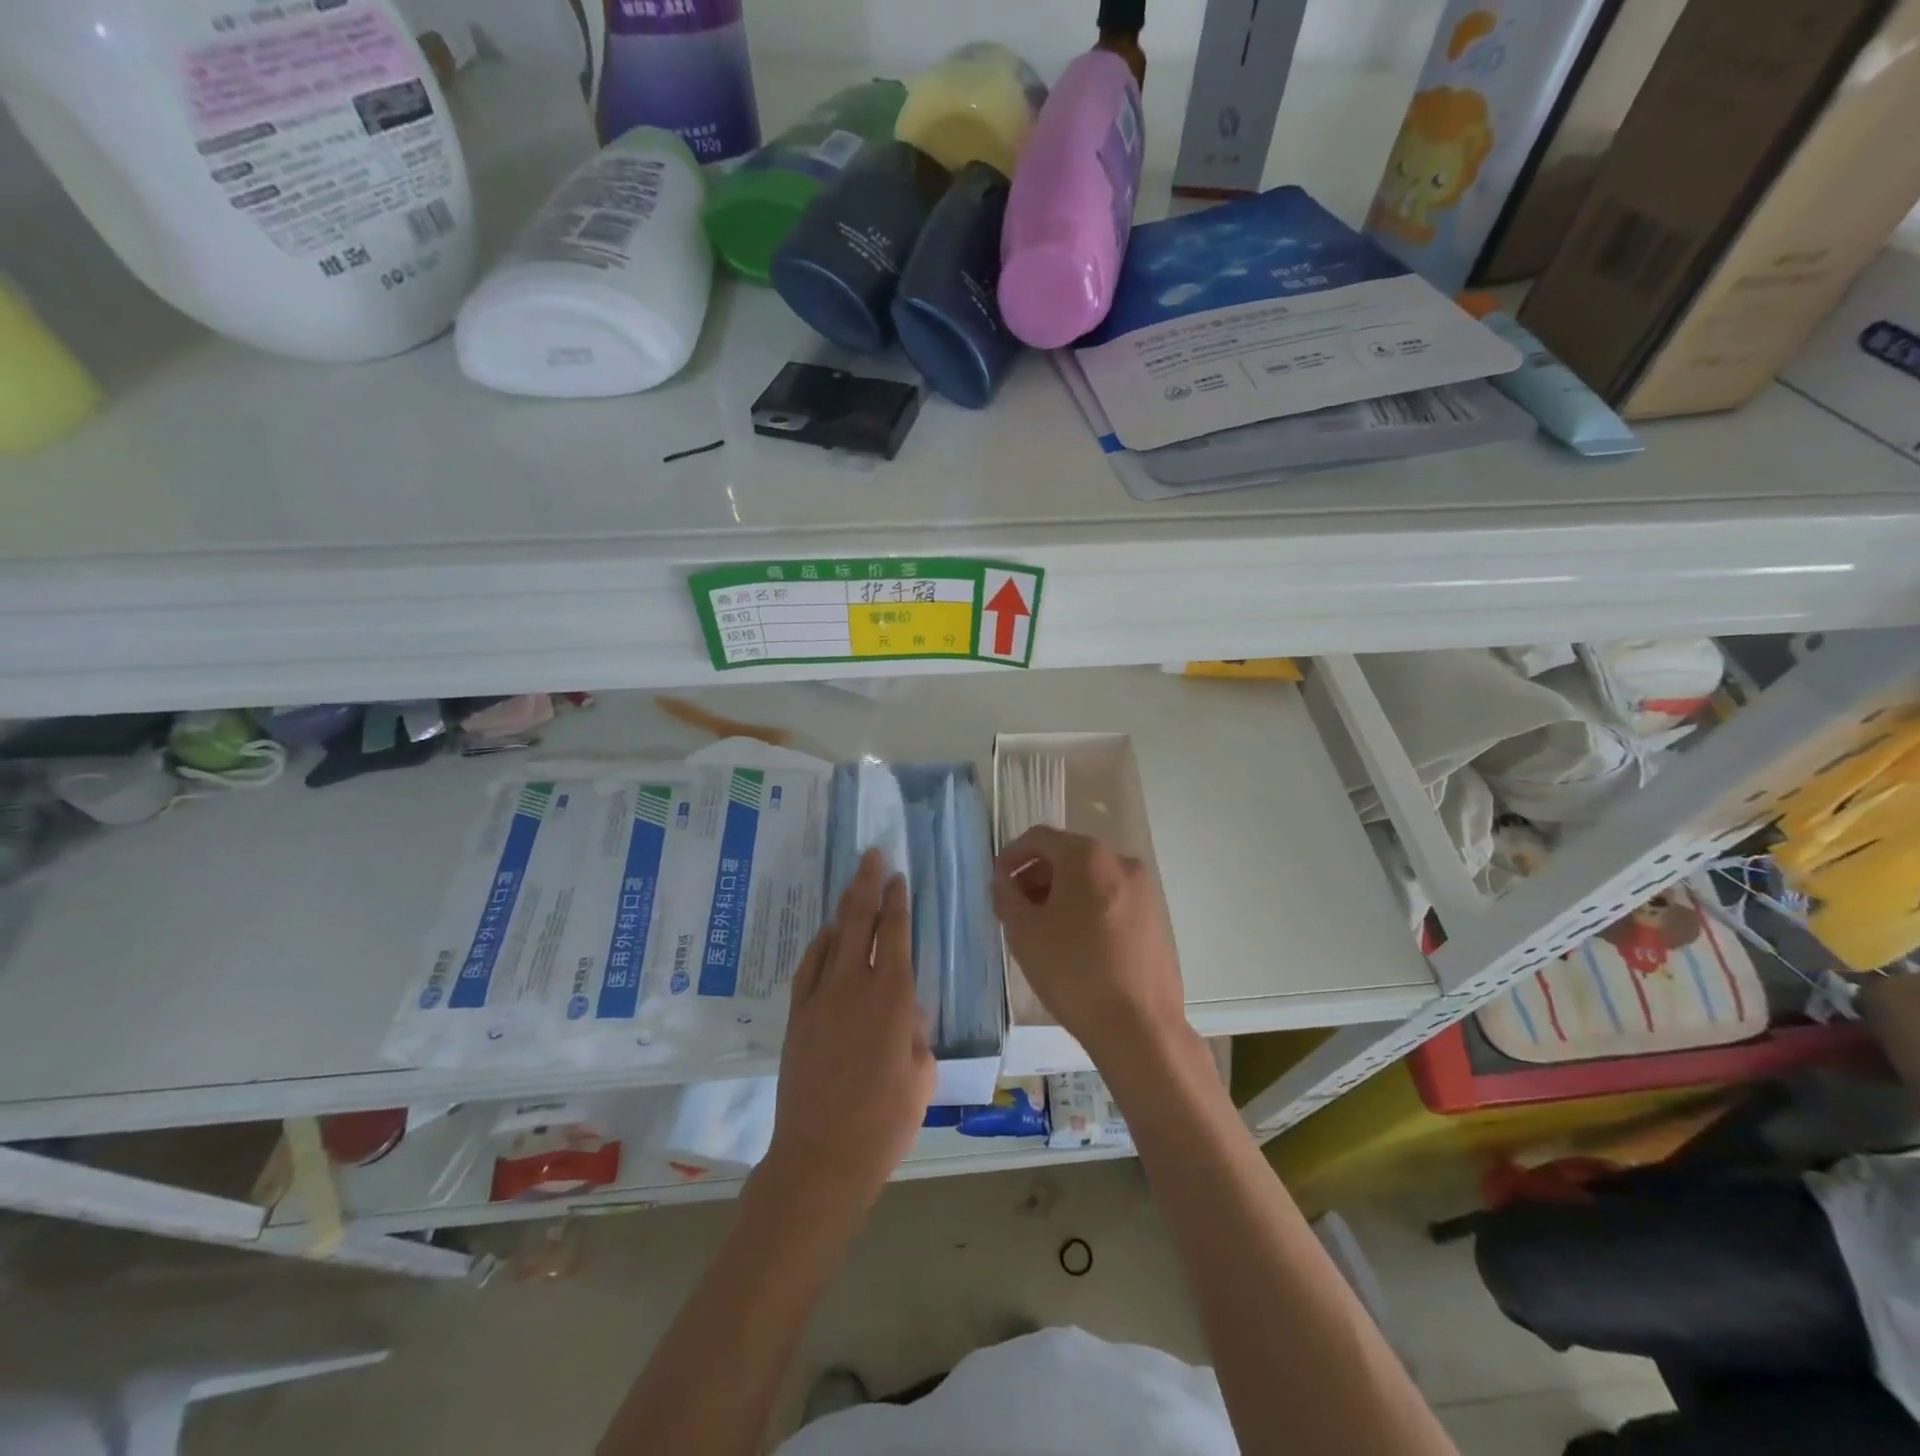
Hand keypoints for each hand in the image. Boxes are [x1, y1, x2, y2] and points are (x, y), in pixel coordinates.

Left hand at [768, 848, 934, 1206]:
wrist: (821, 1157)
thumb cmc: (885, 1122)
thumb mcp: (922, 1075)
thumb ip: (917, 1032)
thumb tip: (907, 1008)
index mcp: (893, 997)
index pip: (895, 933)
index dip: (897, 900)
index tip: (897, 876)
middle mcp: (854, 985)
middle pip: (859, 920)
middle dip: (866, 883)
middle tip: (871, 856)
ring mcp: (820, 998)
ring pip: (832, 937)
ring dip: (843, 908)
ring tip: (853, 886)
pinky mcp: (797, 1016)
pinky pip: (808, 967)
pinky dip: (818, 945)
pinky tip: (826, 935)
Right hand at [991, 827, 1185, 1065]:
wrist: (1139, 1026)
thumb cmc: (1073, 971)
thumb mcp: (1024, 932)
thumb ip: (1006, 895)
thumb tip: (1004, 880)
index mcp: (1087, 856)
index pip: (1039, 838)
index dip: (1011, 855)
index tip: (997, 882)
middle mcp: (1120, 861)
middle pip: (1068, 856)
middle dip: (1037, 876)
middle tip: (1017, 908)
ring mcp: (1144, 890)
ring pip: (1092, 879)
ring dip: (1063, 893)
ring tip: (1044, 929)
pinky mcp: (1156, 918)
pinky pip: (1112, 900)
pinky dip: (1088, 908)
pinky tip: (1077, 944)